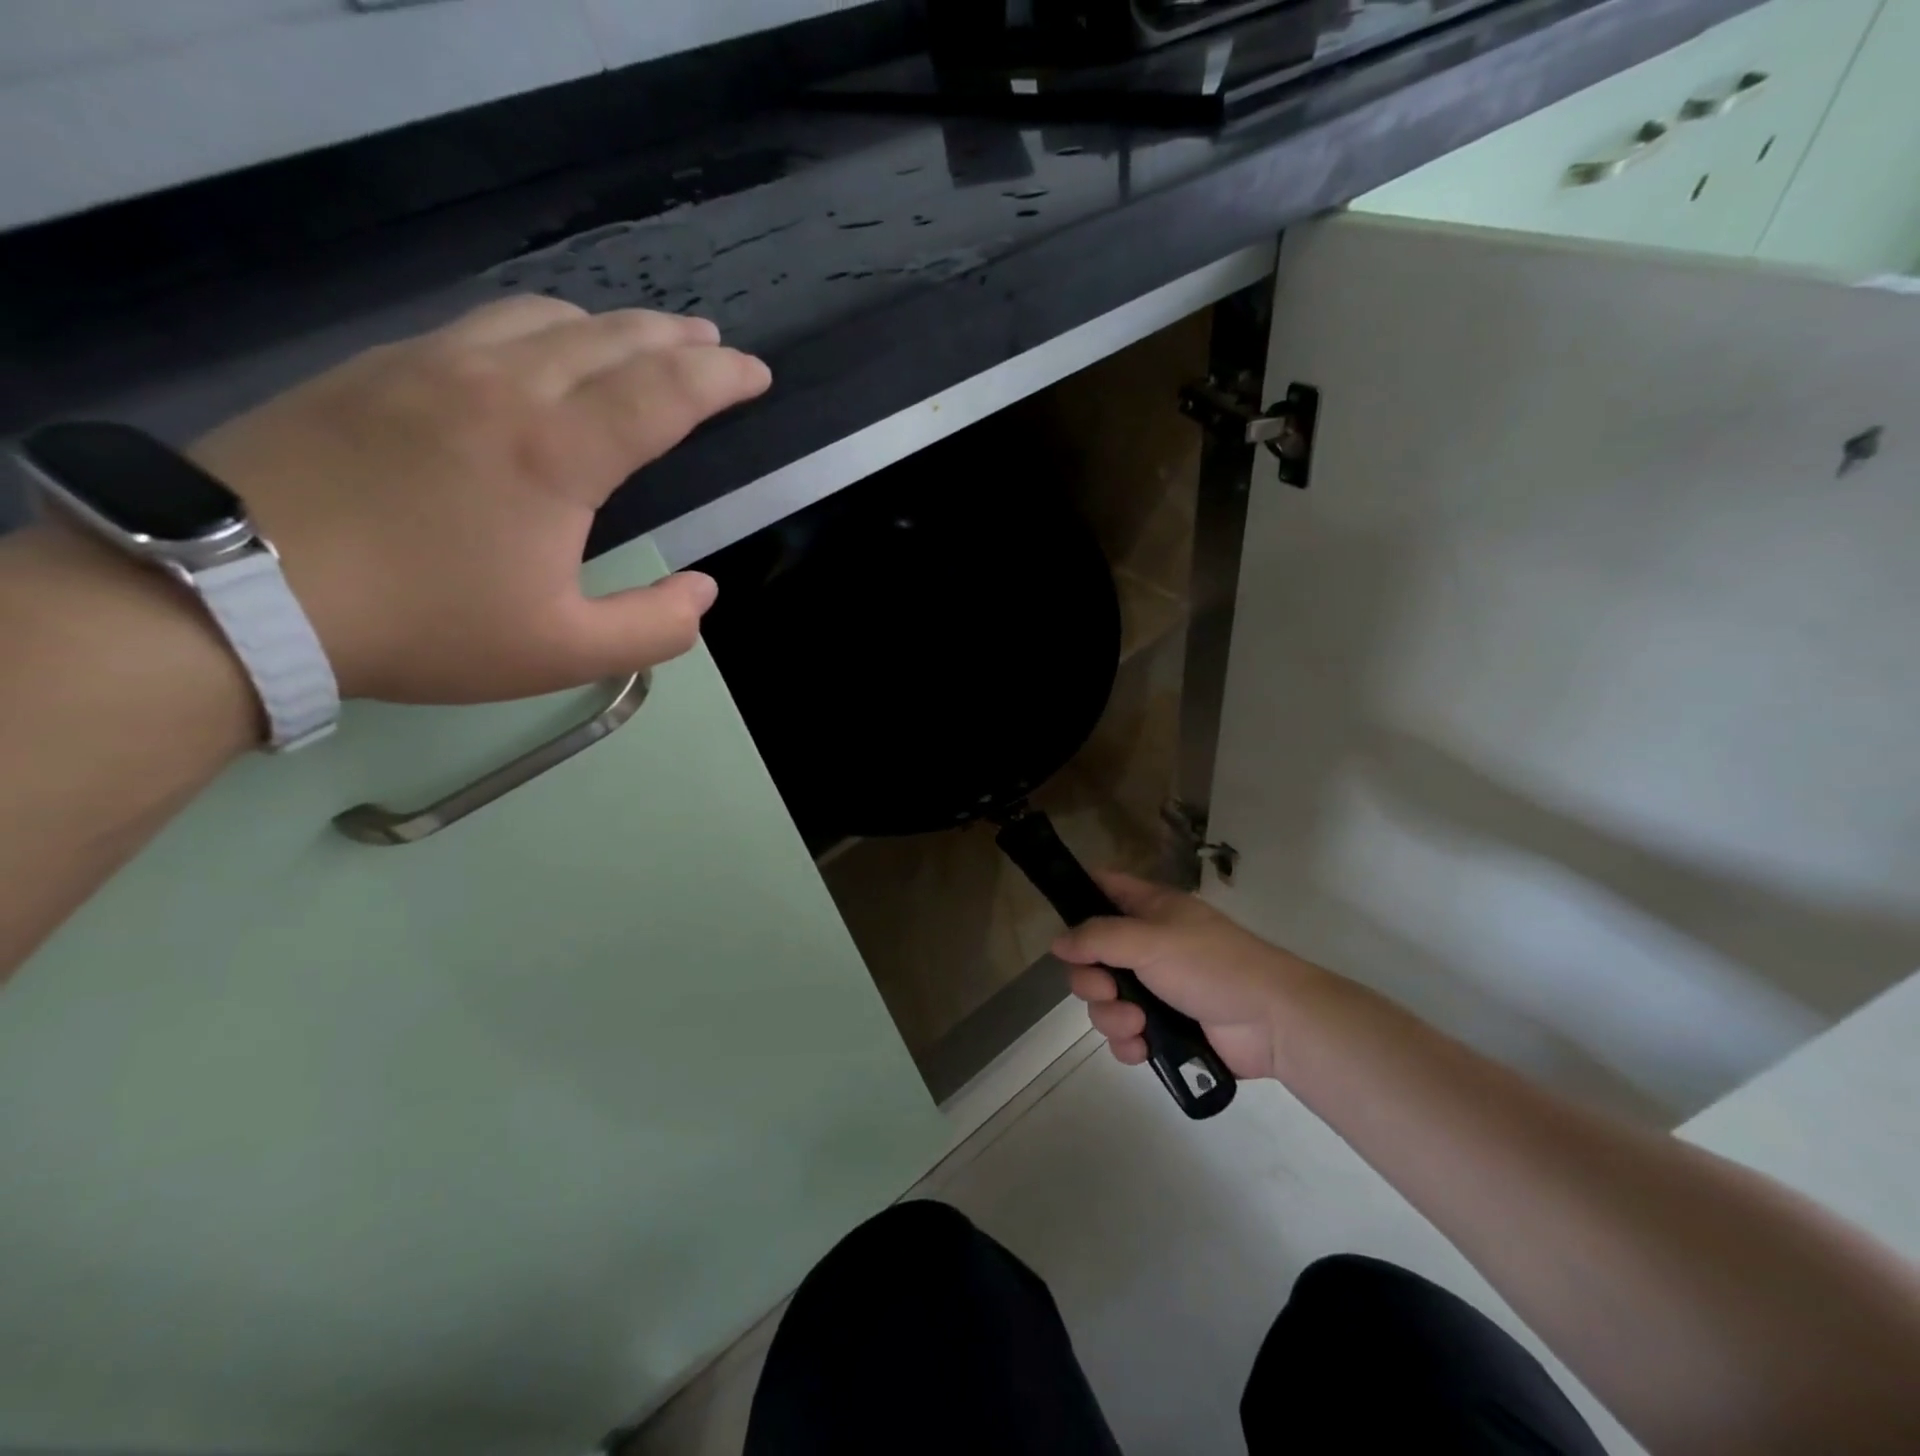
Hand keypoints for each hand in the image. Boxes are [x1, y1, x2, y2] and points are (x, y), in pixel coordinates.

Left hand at [187, 297, 770, 704]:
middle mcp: (504, 386)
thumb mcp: (563, 653)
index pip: (663, 393)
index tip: (756, 375)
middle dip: (677, 339)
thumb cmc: (423, 626)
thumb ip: (655, 628)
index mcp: (556, 453)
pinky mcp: (379, 367)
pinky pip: (484, 324)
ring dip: (612, 325)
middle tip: (716, 347)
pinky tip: (544, 351)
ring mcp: (434, 365)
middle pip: (612, 338)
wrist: (236, 591)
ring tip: (643, 341)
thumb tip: (703, 592)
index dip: (721, 379)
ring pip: (546, 317)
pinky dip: (543, 328)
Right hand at [1052, 872, 1322, 1080]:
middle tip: (1106, 989)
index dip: (1078, 897)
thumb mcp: (1150, 940)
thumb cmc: (1211, 965)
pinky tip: (1141, 1047)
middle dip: (1090, 980)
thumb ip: (1098, 938)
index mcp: (1149, 909)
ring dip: (1112, 1016)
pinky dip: (1128, 1042)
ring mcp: (1156, 988)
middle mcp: (1147, 945)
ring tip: (1137, 1024)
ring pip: (1105, 1000)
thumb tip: (1057, 942)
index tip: (1061, 924)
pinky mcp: (1165, 1028)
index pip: (1104, 888)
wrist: (1272, 1022)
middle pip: (1092, 956)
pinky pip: (1125, 1033)